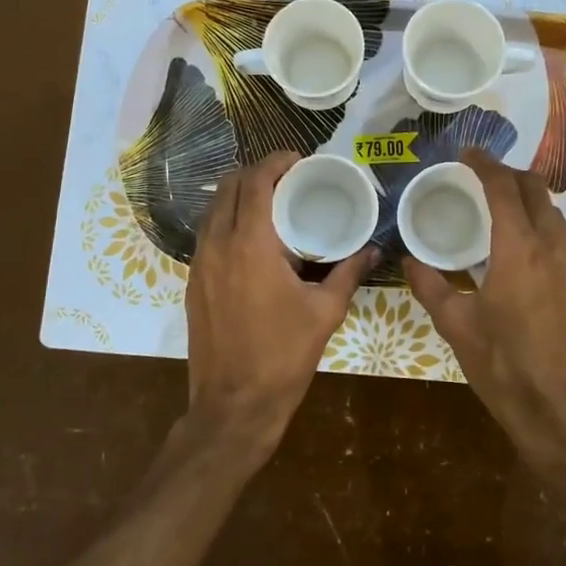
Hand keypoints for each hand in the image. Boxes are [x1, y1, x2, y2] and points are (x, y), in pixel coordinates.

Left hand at [183, 152, 373, 458]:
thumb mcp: (325, 313)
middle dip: (256, 172)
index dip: (276, 162)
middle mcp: (217, 245)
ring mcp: (199, 264)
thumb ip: (348, 274)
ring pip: (213, 209)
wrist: (233, 405)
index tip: (299, 160)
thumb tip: (373, 250)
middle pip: (228, 187)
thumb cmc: (283, 356)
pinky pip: (207, 234)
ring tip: (271, 202)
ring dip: (238, 195)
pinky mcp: (192, 282)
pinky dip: (227, 220)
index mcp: (250, 245)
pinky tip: (252, 238)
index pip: (255, 182)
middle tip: (288, 178)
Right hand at [403, 149, 565, 475]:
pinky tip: (519, 244)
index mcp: (518, 250)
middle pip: (536, 190)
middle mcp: (550, 247)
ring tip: (498, 206)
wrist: (559, 409)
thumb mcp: (456, 326)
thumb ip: (430, 286)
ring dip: (528, 197)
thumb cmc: (502, 366)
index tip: (467, 153)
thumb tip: (409, 260)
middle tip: (481, 176)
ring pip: (553, 212)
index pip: (504, 189)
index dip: (485, 165)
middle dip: (509, 174)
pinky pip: (560, 236)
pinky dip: (540, 222)